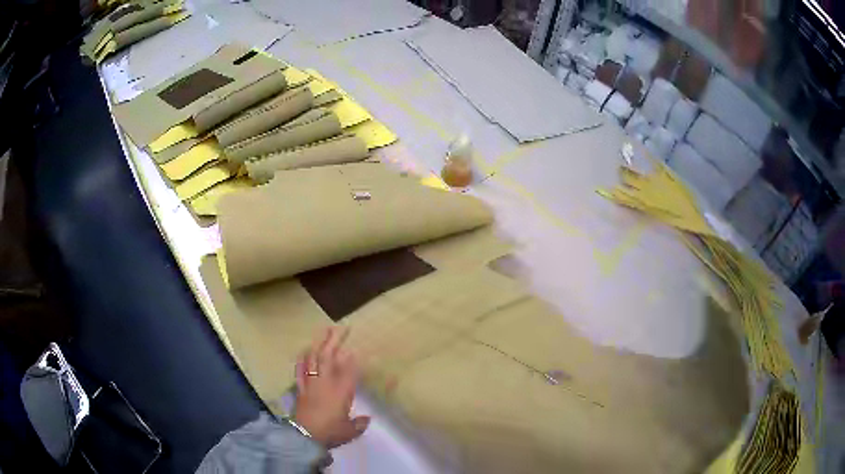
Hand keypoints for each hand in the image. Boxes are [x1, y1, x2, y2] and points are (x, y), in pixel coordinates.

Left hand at [293, 327, 369, 448]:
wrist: (305, 437)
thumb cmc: (330, 432)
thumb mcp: (349, 431)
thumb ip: (359, 424)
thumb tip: (367, 419)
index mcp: (341, 392)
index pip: (349, 370)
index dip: (353, 358)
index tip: (357, 347)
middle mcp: (326, 383)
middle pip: (329, 358)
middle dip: (335, 341)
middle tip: (342, 328)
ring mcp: (311, 384)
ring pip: (314, 359)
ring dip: (319, 344)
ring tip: (323, 331)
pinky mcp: (300, 389)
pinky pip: (300, 370)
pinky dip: (302, 360)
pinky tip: (304, 351)